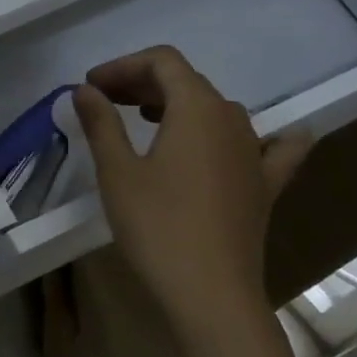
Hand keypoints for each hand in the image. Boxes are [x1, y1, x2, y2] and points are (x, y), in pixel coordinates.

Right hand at [72, 47, 313, 331]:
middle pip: (188, 82)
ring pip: (218, 111)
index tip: (91, 86)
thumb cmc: (156, 227)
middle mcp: (234, 121)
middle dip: (142, 83)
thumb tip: (85, 90)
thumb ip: (101, 123)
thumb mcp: (116, 171)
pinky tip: (259, 140)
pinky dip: (257, 136)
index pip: (163, 62)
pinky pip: (271, 147)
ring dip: (178, 106)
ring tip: (143, 121)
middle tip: (103, 102)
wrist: (210, 294)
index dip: (124, 66)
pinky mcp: (265, 186)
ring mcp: (256, 154)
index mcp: (197, 109)